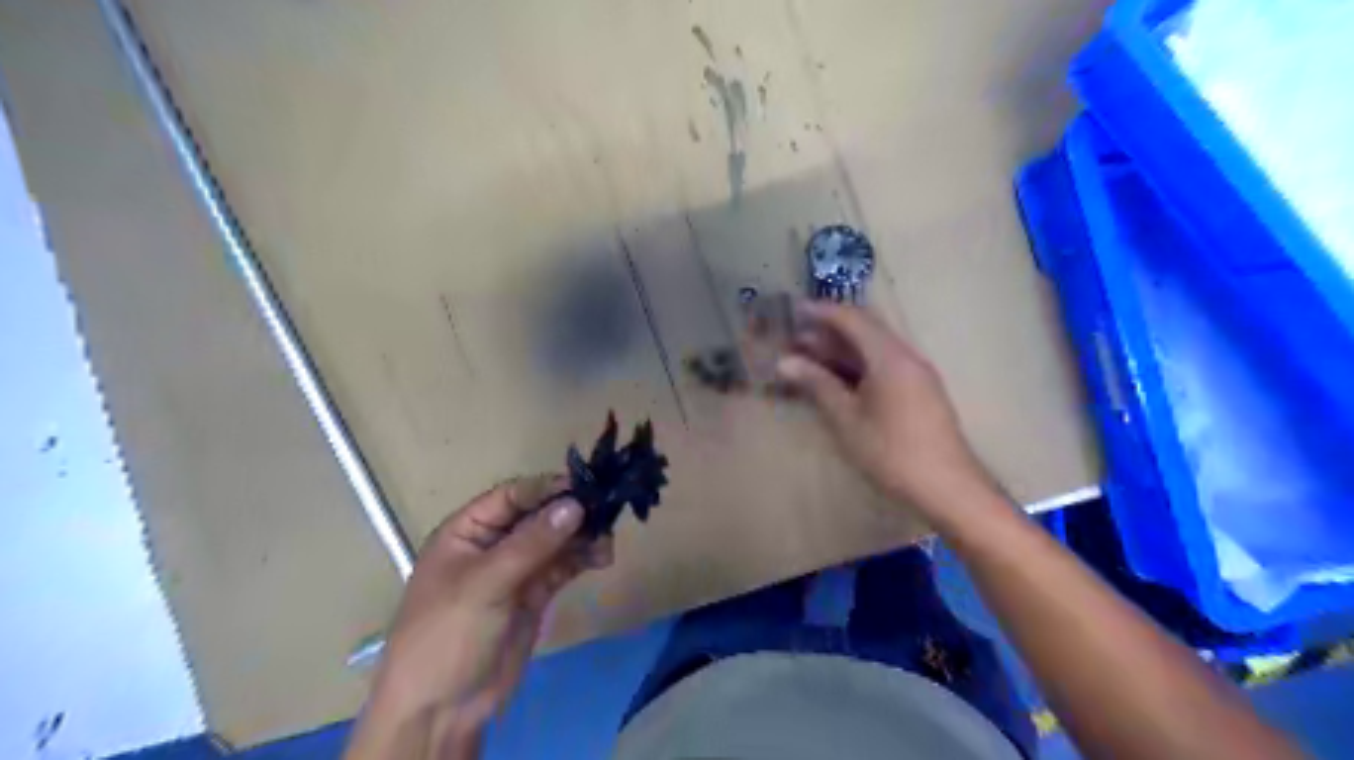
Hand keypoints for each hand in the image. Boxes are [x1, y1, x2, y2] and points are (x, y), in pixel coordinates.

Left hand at [346, 474, 609, 759]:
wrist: (442, 710)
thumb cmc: (448, 634)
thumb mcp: (486, 583)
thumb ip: (532, 543)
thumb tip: (575, 504)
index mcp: (467, 531)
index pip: (513, 495)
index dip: (547, 488)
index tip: (585, 487)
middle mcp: (493, 544)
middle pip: (538, 515)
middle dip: (571, 513)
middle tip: (606, 513)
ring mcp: (515, 570)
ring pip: (555, 540)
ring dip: (582, 536)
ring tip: (608, 542)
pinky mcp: (534, 594)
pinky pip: (562, 566)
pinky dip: (583, 558)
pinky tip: (602, 557)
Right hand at [777, 303, 991, 514]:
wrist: (948, 487)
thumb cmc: (891, 452)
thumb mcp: (846, 419)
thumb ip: (817, 385)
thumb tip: (785, 362)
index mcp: (889, 356)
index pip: (853, 319)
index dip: (822, 312)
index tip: (795, 311)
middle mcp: (905, 356)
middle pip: (865, 331)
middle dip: (829, 331)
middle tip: (796, 338)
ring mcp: (916, 374)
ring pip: (873, 349)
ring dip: (842, 350)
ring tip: (809, 359)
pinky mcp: (919, 392)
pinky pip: (883, 366)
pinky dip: (857, 366)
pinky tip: (837, 381)